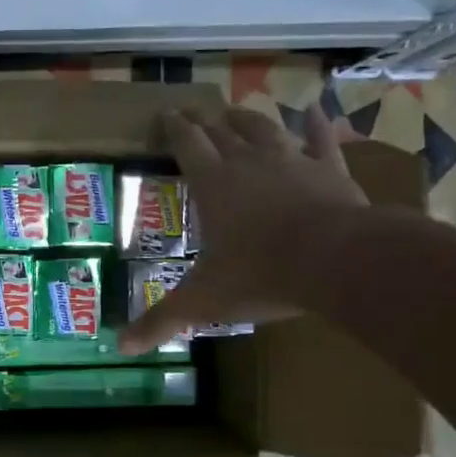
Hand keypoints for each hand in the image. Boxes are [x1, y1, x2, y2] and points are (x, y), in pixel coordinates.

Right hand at [119, 104, 366, 354]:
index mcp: (213, 184)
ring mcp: (292, 161)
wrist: (335, 261)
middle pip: (222, 131)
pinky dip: (317, 125)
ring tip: (237, 112)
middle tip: (194, 111)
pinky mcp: (330, 170)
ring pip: (265, 129)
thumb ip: (162, 320)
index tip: (165, 114)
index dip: (173, 128)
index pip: (186, 144)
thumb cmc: (260, 275)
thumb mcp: (202, 301)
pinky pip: (322, 140)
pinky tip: (316, 110)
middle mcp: (248, 162)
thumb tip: (121, 346)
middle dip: (205, 120)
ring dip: (248, 119)